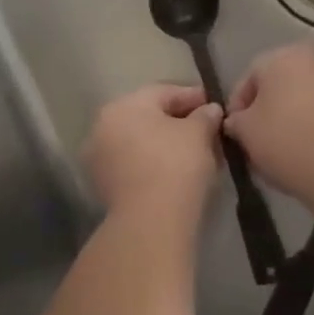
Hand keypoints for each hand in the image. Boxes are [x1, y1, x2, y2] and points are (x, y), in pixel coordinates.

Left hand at [83, 84, 222, 215]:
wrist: (150, 221)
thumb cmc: (175, 164)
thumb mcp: (199, 133)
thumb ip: (205, 116)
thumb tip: (210, 110)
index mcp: (124, 105)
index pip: (164, 93)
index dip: (193, 97)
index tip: (214, 105)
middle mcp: (104, 126)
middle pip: (149, 117)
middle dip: (179, 121)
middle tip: (207, 129)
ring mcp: (99, 158)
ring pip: (141, 142)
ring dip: (166, 144)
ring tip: (197, 153)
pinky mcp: (104, 186)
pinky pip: (135, 164)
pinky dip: (155, 163)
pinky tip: (178, 172)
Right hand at [223, 45, 313, 198]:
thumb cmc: (287, 141)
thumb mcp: (246, 132)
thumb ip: (236, 120)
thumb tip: (237, 121)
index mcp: (282, 56)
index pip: (249, 77)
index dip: (238, 105)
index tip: (235, 131)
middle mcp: (313, 57)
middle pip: (280, 83)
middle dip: (267, 108)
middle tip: (258, 138)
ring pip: (305, 95)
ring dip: (293, 114)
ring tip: (285, 146)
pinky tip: (311, 148)